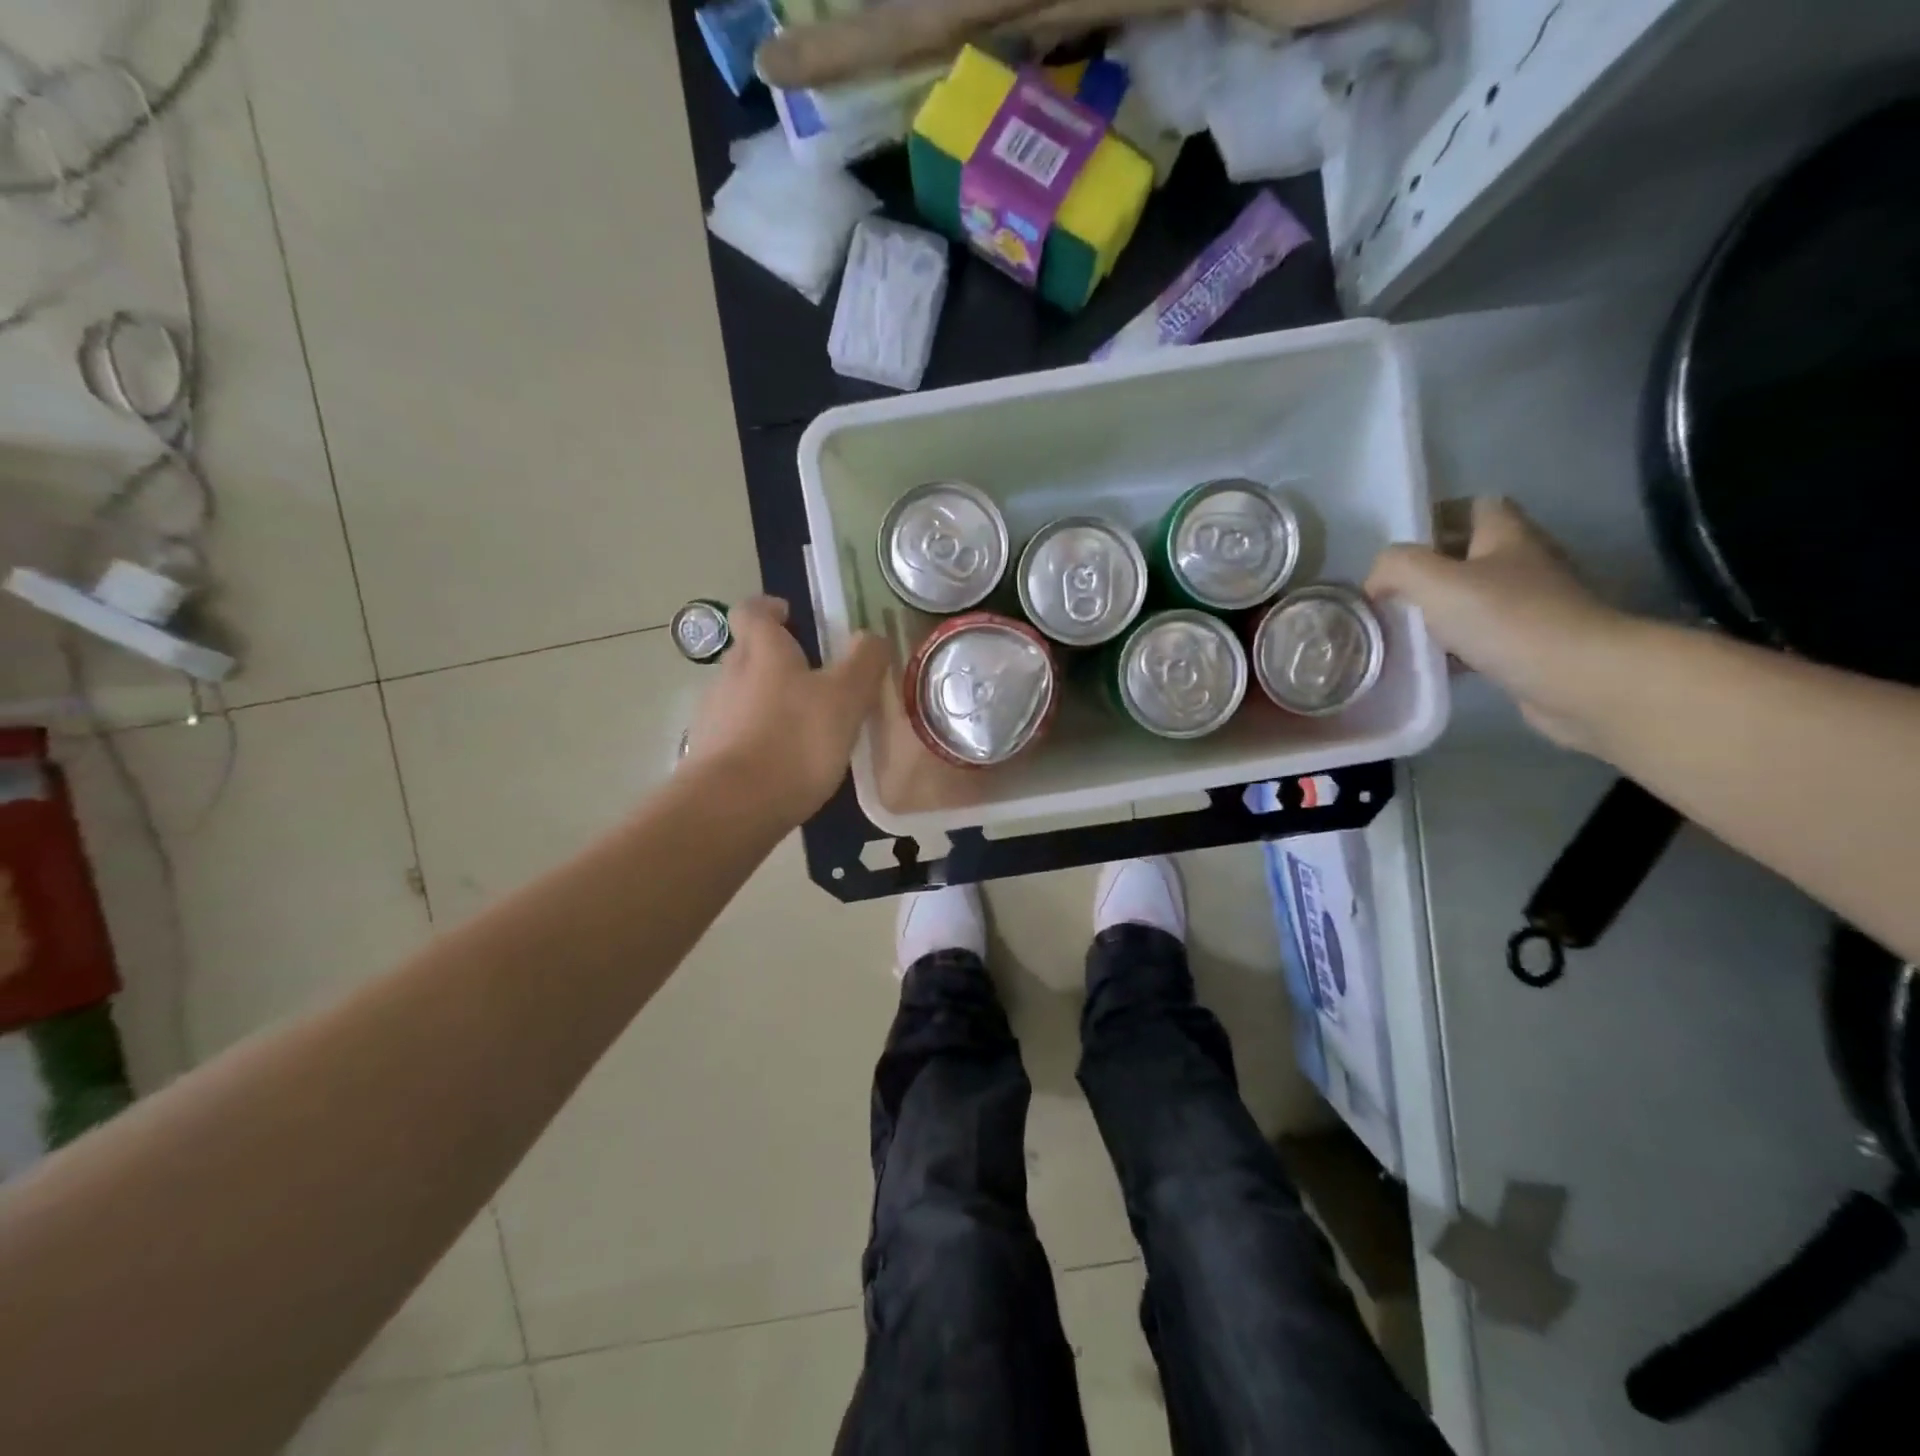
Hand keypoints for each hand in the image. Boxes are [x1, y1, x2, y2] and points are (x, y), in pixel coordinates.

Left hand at [684, 596, 891, 823]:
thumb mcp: (846, 697)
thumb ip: (863, 662)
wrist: (733, 806)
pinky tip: (781, 762)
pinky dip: (756, 737)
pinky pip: (735, 733)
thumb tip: (871, 637)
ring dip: (766, 700)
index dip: (770, 608)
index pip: (754, 611)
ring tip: (801, 726)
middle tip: (812, 678)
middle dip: (775, 659)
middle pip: (748, 653)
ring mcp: (712, 716)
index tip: (790, 616)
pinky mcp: (706, 755)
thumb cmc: (795, 740)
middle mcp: (729, 674)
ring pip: (741, 694)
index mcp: (763, 651)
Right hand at [1366, 497, 1634, 748]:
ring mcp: (1535, 606)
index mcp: (1508, 536)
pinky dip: (1458, 645)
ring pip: (1477, 597)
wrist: (1580, 679)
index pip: (1477, 506)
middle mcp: (1526, 563)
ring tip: (1404, 628)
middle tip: (1392, 591)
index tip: (1400, 546)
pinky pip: (1486, 635)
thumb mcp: (1435, 582)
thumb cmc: (1507, 619)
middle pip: (1473, 553)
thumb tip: (1377, 579)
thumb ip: (1397, 567)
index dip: (1438, 518)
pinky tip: (1435, 662)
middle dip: (1432, 568)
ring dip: (1442, 609)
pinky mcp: (1535, 644)